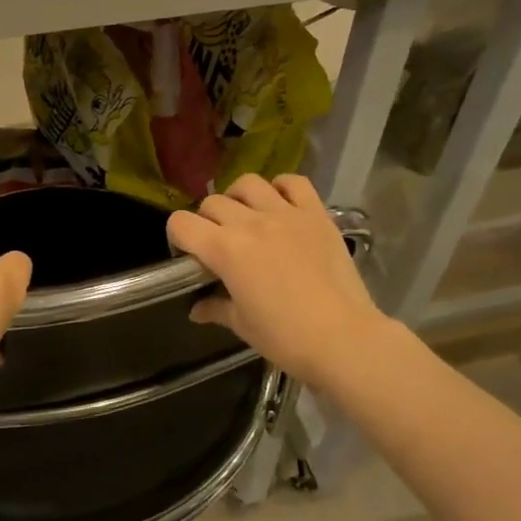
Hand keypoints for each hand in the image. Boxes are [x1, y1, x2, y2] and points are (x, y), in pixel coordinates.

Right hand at [166, 174, 389, 390]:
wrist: (343, 338)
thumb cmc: (286, 337)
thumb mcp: (243, 325)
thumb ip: (216, 308)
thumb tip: (197, 308)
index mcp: (225, 250)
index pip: (181, 223)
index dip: (177, 237)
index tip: (189, 256)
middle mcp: (250, 223)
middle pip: (212, 203)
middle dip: (206, 221)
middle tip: (218, 245)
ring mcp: (286, 214)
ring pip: (248, 183)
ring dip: (238, 198)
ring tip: (246, 218)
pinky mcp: (316, 214)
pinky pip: (294, 182)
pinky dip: (281, 188)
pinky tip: (280, 205)